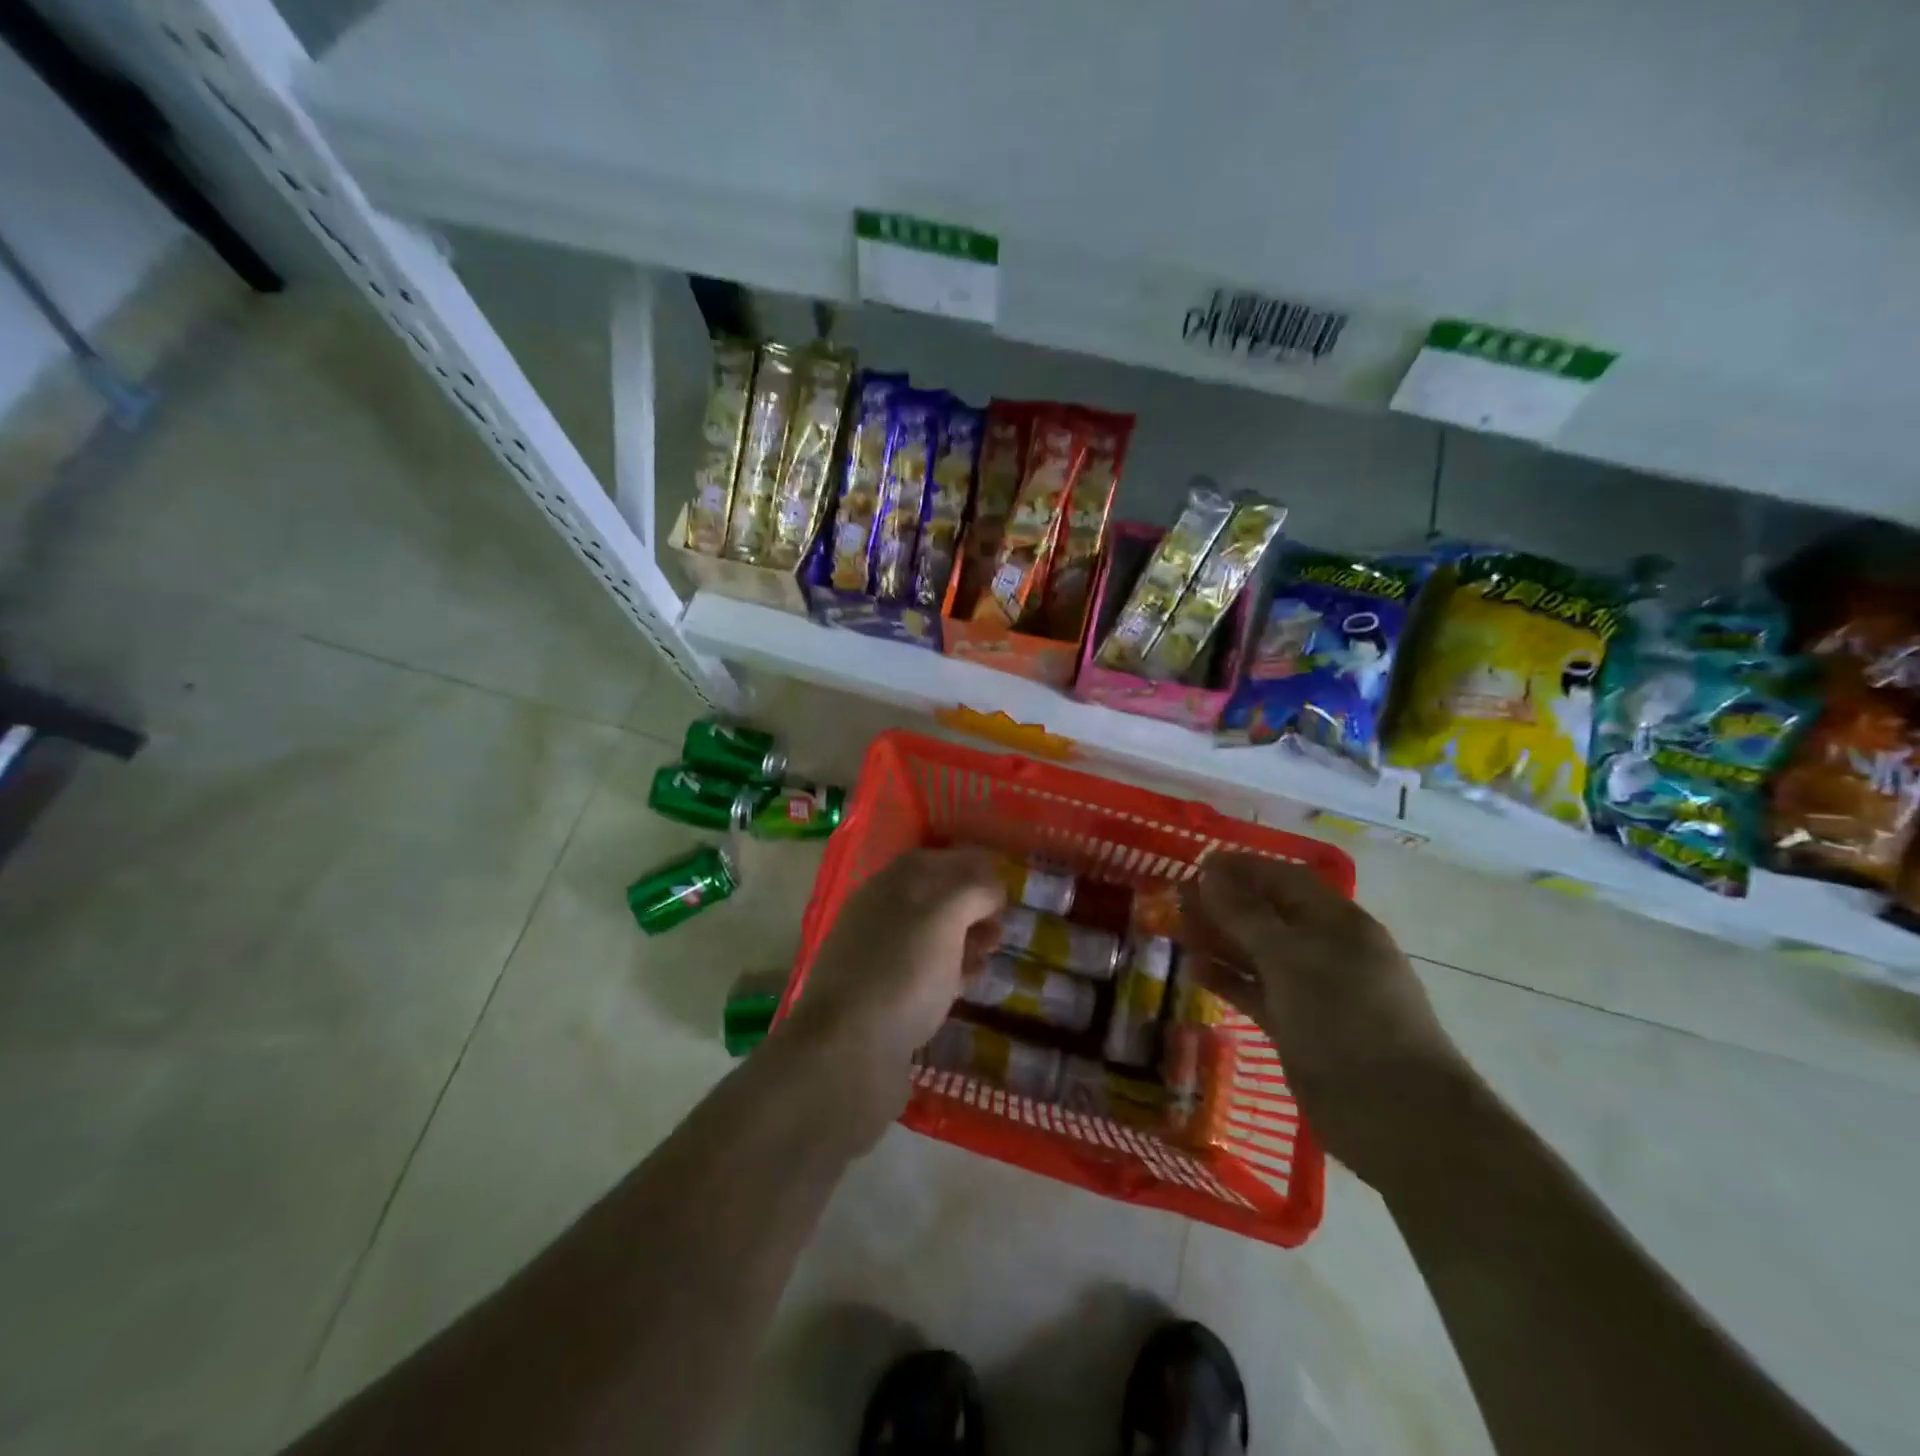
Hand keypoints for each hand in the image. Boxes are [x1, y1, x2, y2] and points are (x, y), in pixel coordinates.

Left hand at [777, 848, 1004, 1144]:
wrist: (848, 1055)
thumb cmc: (902, 972)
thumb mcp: (945, 916)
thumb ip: (973, 890)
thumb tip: (992, 888)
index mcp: (889, 886)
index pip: (935, 859)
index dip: (972, 864)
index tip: (1007, 881)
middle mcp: (879, 915)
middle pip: (934, 897)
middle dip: (973, 905)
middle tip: (1003, 923)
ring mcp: (878, 958)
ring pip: (931, 936)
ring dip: (966, 939)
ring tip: (993, 953)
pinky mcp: (883, 999)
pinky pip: (924, 973)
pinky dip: (951, 972)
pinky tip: (970, 985)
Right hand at [1179, 851, 1473, 1189]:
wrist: (1396, 1117)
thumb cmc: (1347, 1020)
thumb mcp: (1291, 959)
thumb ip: (1246, 916)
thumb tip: (1211, 874)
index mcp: (1338, 922)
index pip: (1284, 879)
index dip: (1242, 868)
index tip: (1196, 863)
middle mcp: (1326, 950)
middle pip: (1268, 914)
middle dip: (1224, 903)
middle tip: (1175, 899)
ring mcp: (1312, 990)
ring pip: (1257, 953)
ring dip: (1219, 940)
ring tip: (1174, 930)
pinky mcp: (1298, 1026)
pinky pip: (1255, 991)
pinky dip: (1226, 979)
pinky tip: (1192, 971)